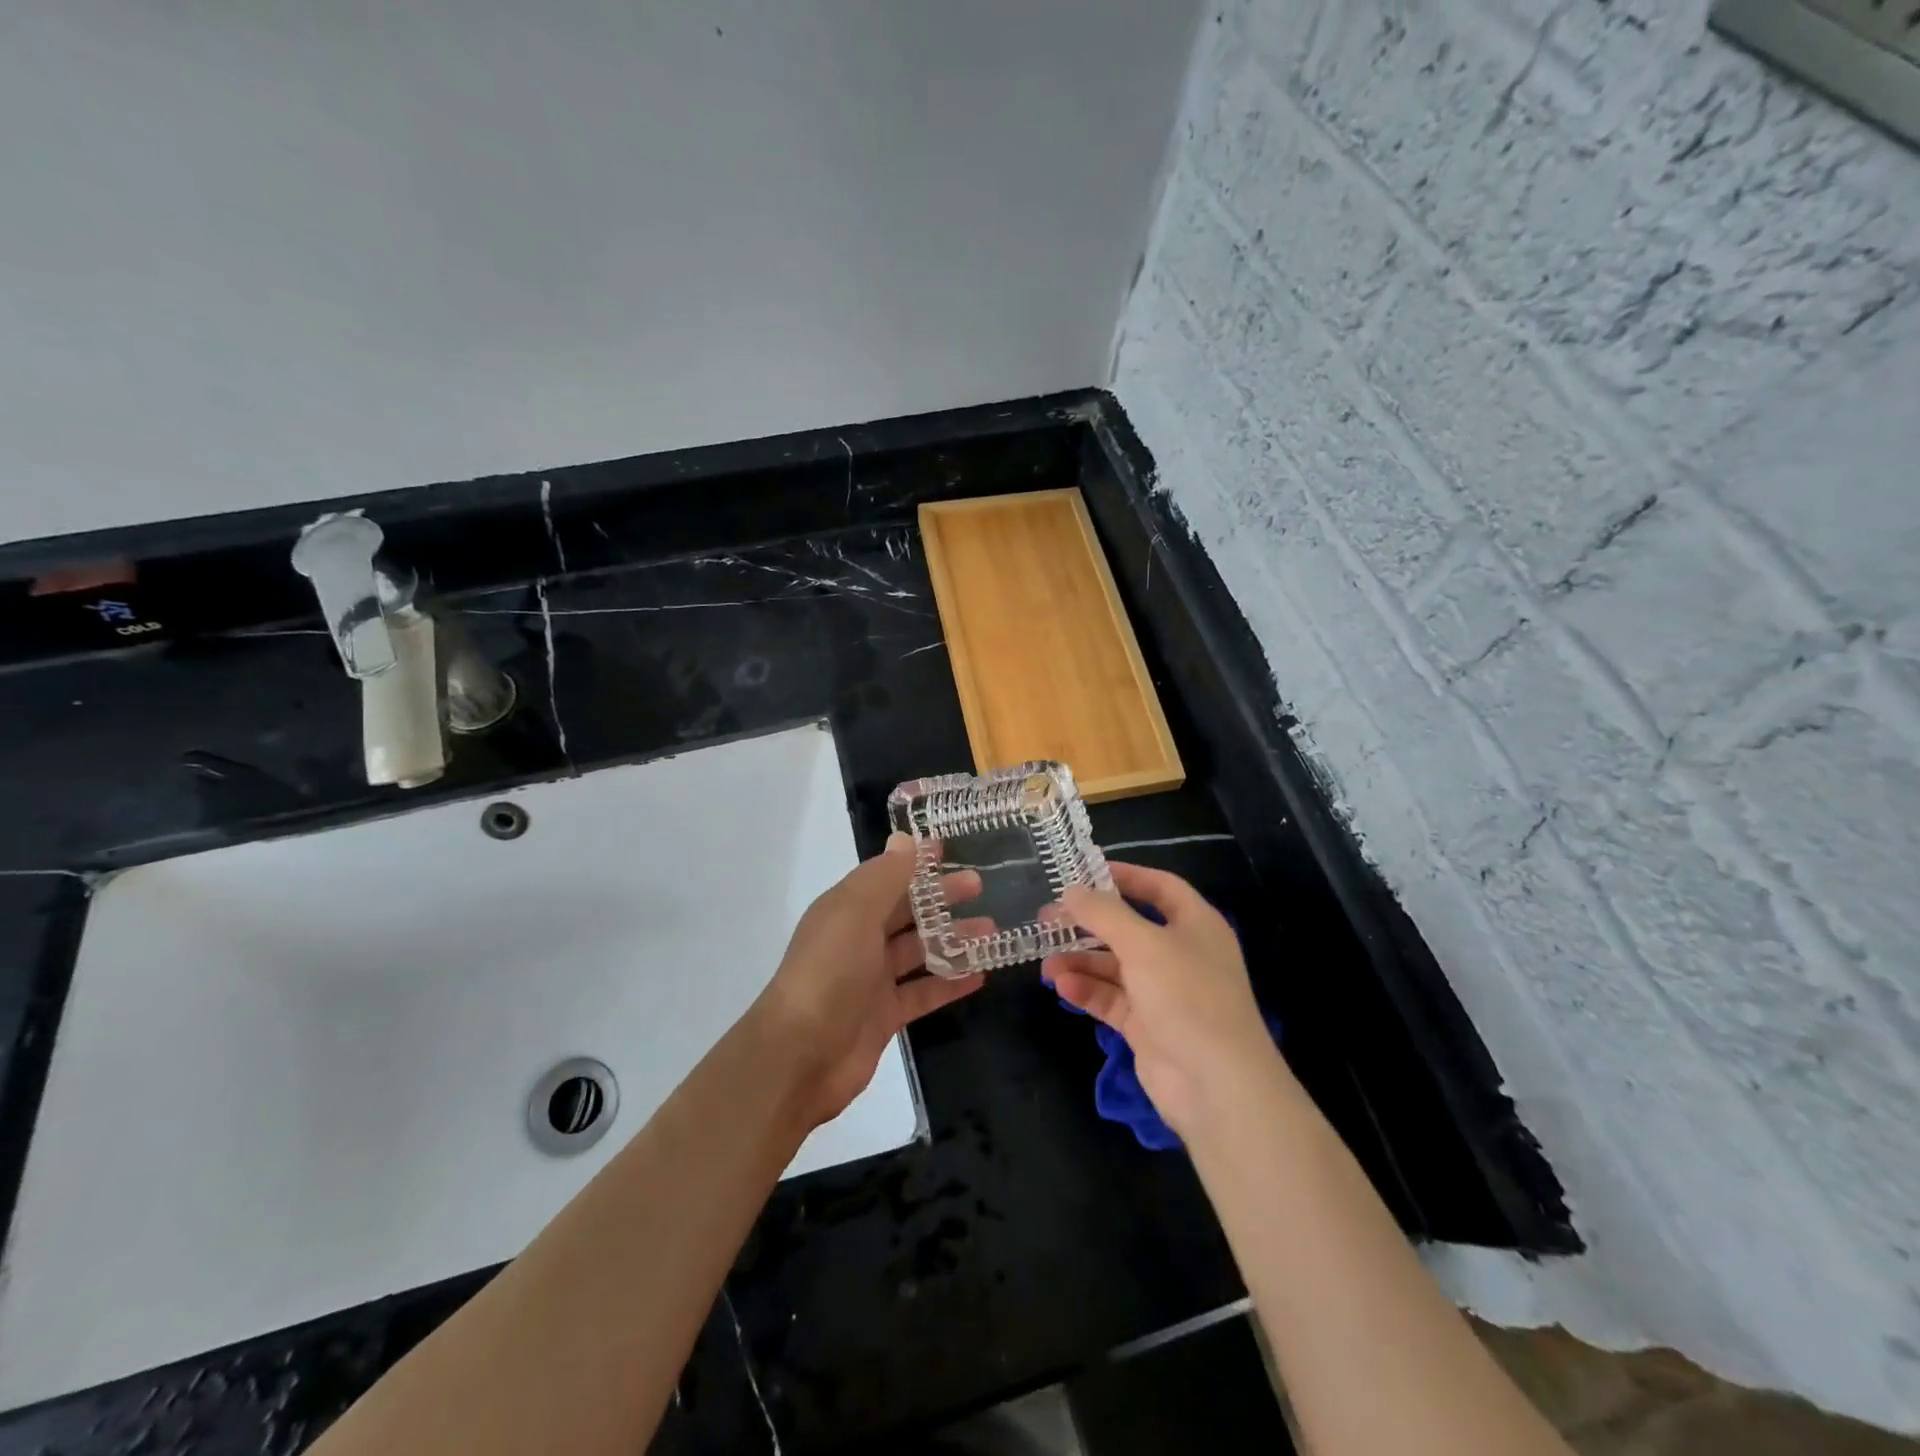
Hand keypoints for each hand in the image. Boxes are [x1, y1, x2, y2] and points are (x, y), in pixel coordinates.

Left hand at [753, 833, 983, 1127]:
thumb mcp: (855, 914)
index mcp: (846, 909)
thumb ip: (884, 877)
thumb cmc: (829, 973)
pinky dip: (950, 983)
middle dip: (941, 897)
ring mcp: (872, 979)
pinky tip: (981, 975)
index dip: (915, 862)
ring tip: (992, 930)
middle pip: (906, 911)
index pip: (886, 875)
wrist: (799, 1056)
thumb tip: (905, 839)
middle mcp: (858, 939)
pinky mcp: (885, 1015)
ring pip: (919, 951)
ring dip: (953, 939)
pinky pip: (923, 992)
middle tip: (980, 887)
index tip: (950, 849)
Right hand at [1043, 862, 1276, 1136]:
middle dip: (1089, 923)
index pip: (1159, 887)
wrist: (1217, 1085)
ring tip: (1047, 962)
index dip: (1124, 876)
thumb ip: (1104, 913)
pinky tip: (1062, 986)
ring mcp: (1164, 992)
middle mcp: (1181, 953)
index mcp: (1195, 924)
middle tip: (1048, 918)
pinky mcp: (1148, 1026)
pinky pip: (1112, 998)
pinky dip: (1088, 990)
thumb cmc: (1186, 996)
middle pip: (1129, 927)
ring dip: (1081, 960)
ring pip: (1115, 965)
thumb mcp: (1143, 944)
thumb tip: (1071, 890)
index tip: (1083, 873)